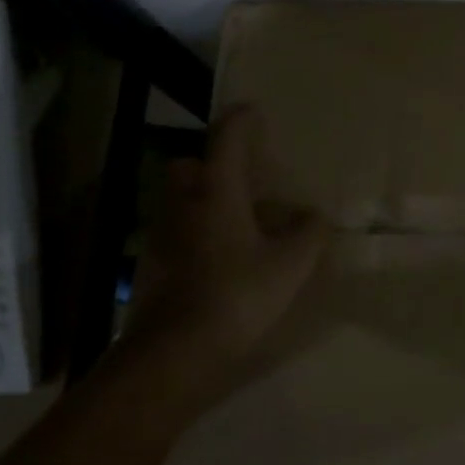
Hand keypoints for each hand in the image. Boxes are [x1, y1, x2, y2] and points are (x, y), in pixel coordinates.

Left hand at [126, 105, 328, 370]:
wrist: (172, 355)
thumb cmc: (236, 296)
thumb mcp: (290, 265)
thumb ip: (308, 235)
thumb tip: (315, 216)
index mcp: (216, 193)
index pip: (225, 140)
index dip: (240, 120)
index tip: (252, 110)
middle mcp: (183, 206)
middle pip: (186, 165)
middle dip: (207, 163)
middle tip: (237, 178)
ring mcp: (160, 237)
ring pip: (177, 201)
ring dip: (200, 200)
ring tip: (234, 221)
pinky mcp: (149, 267)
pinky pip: (173, 234)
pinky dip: (193, 234)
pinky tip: (218, 259)